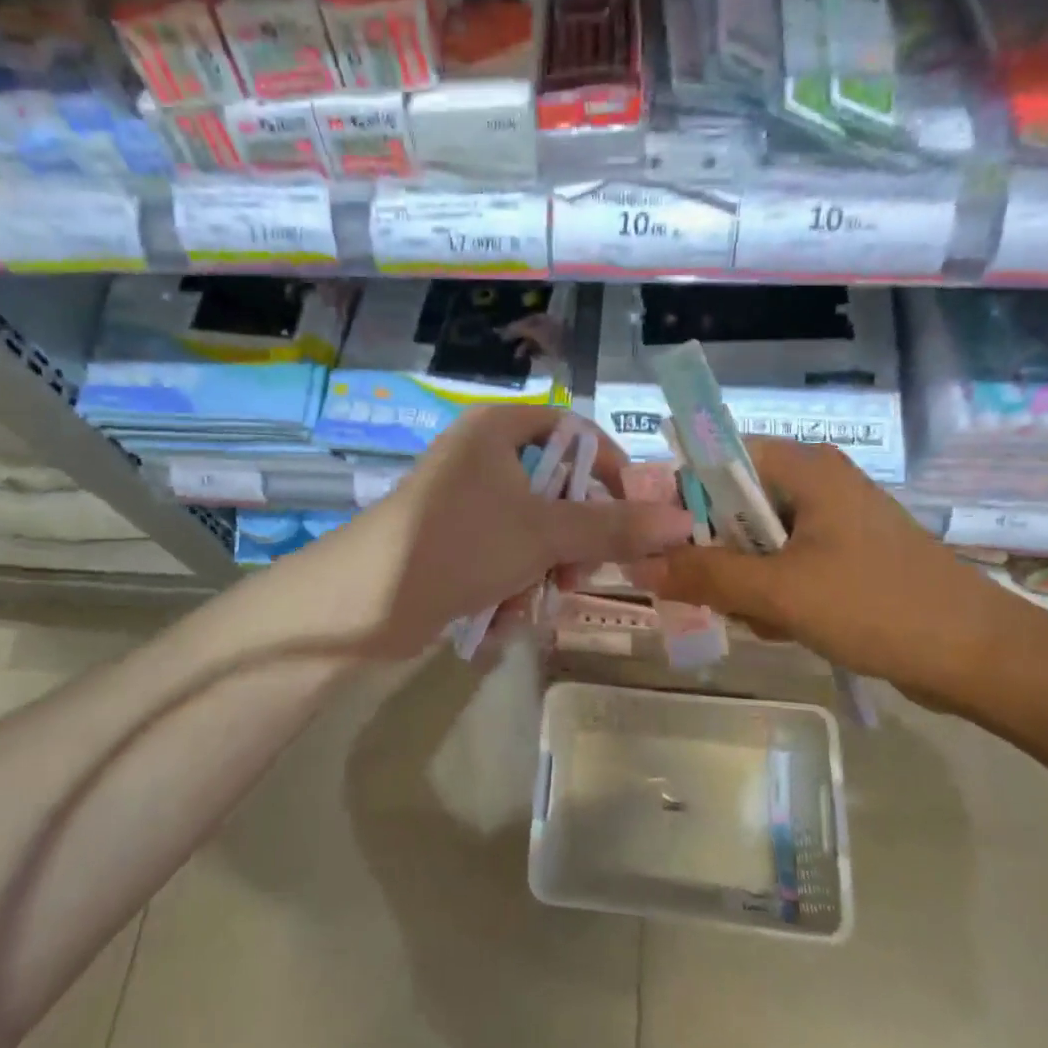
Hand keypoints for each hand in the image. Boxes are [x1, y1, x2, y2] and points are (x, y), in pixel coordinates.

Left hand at [288, 405, 692, 657]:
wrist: (365, 603)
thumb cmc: (459, 543)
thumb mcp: (544, 534)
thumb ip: (613, 527)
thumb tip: (683, 523)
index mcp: (497, 430)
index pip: (574, 431)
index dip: (609, 468)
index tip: (634, 511)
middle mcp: (481, 457)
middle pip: (558, 490)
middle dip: (571, 541)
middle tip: (578, 573)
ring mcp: (465, 503)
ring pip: (535, 533)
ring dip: (542, 574)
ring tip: (530, 603)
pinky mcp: (453, 544)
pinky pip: (505, 559)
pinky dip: (511, 589)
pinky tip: (499, 617)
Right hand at [632, 437, 1026, 707]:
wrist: (984, 659)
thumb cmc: (878, 607)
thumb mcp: (780, 592)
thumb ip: (705, 576)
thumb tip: (637, 565)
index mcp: (804, 468)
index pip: (717, 458)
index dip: (682, 496)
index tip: (661, 542)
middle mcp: (816, 482)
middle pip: (734, 501)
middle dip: (715, 550)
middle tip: (707, 593)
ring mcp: (834, 520)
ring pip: (757, 538)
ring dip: (742, 578)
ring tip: (755, 619)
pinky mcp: (846, 555)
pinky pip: (785, 562)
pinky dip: (772, 590)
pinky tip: (779, 627)